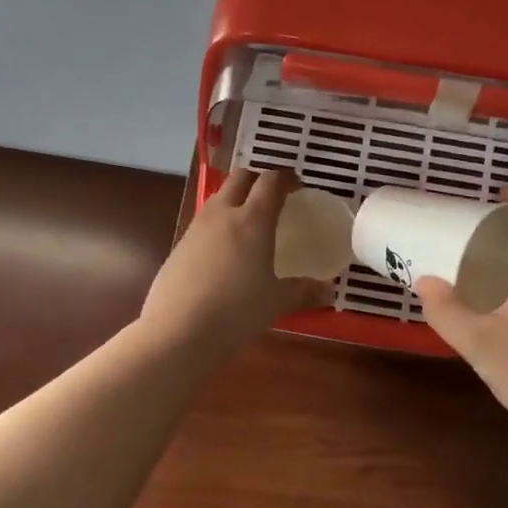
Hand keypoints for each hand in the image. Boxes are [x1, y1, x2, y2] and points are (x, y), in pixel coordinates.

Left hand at [140, 168, 329, 361]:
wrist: (178, 330)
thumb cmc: (236, 310)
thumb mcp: (277, 302)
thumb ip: (304, 291)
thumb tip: (328, 289)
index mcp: (253, 219)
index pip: (271, 181)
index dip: (285, 178)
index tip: (296, 186)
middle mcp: (222, 214)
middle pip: (240, 177)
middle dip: (258, 179)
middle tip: (272, 197)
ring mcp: (196, 228)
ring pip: (218, 197)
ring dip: (235, 199)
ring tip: (248, 223)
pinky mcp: (178, 246)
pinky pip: (203, 223)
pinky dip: (218, 225)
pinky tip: (224, 253)